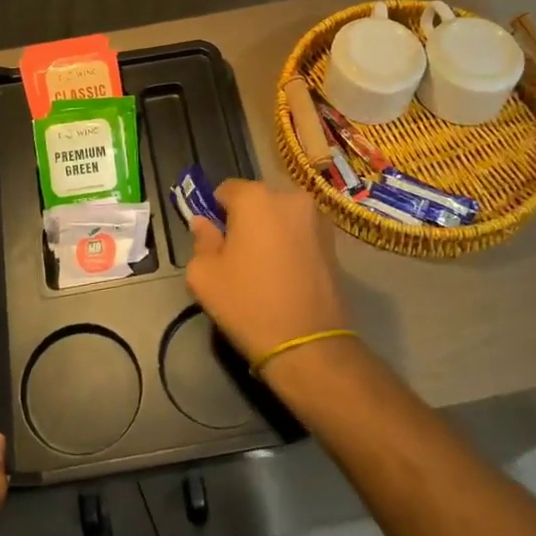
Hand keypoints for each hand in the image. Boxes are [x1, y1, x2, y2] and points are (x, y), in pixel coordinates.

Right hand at [185, 179, 352, 367]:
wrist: (308, 345)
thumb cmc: (248, 303)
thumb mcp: (204, 274)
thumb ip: (201, 240)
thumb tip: (203, 223)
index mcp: (255, 197)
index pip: (225, 190)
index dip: (215, 212)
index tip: (214, 240)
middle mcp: (290, 197)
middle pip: (256, 201)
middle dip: (245, 220)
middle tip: (237, 256)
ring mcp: (317, 219)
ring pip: (280, 217)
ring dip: (269, 232)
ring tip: (263, 269)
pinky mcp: (334, 242)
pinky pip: (300, 234)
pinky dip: (290, 245)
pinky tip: (285, 275)